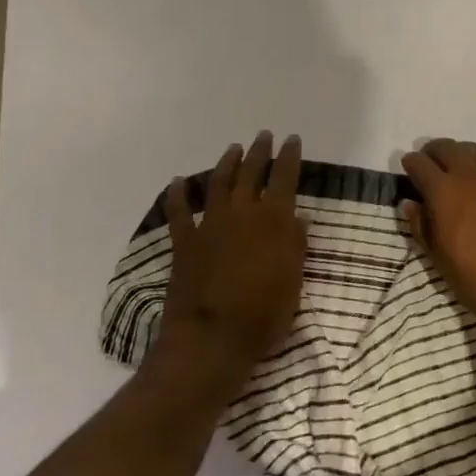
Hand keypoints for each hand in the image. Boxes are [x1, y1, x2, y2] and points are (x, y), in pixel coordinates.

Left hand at [149, 131, 306, 396]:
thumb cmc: (263, 315)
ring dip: (226, 164)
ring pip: (218, 184)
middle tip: (264, 135)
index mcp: (273, 222)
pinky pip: (178, 211)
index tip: (292, 139)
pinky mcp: (184, 242)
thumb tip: (298, 219)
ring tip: (233, 149)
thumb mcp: (293, 283)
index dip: (289, 157)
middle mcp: (242, 214)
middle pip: (252, 173)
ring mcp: (210, 225)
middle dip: (260, 152)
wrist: (211, 339)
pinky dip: (177, 194)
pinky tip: (177, 182)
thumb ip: (295, 247)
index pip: (285, 179)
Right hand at [399, 138, 475, 334]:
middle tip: (430, 166)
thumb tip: (410, 203)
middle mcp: (470, 173)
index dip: (411, 164)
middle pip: (446, 147)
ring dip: (459, 155)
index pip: (419, 163)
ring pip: (473, 150)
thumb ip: (421, 226)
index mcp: (444, 191)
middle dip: (433, 153)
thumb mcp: (439, 258)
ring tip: (457, 170)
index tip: (409, 170)